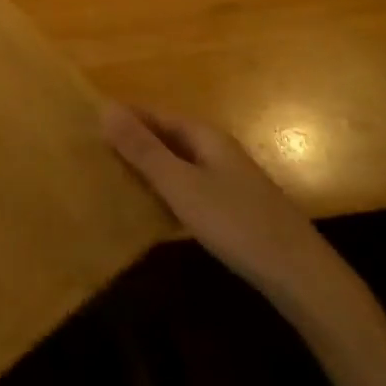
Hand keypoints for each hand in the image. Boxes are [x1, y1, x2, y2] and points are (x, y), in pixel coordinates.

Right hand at [103, 103, 363, 327]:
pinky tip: (149, 207)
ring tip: (108, 178)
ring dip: (146, 167)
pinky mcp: (232, 206)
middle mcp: (216, 149)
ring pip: (176, 162)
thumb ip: (142, 149)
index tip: (84, 125)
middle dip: (131, 141)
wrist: (301, 277)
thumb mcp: (181, 185)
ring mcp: (227, 178)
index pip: (152, 113)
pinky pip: (188, 185)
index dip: (121, 117)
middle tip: (89, 153)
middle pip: (165, 136)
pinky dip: (164, 189)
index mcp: (203, 135)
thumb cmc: (236, 223)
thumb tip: (104, 108)